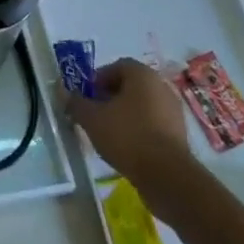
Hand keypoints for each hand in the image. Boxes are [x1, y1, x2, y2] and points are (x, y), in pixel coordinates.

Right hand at [66, 58, 200, 207]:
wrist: (168, 177)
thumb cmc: (127, 136)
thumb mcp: (92, 119)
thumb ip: (75, 102)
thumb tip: (62, 92)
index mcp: (142, 74)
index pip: (116, 66)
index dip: (98, 79)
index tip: (87, 97)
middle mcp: (161, 87)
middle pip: (130, 86)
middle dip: (110, 97)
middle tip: (95, 114)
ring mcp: (174, 112)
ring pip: (142, 106)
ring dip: (124, 115)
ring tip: (109, 133)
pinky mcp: (180, 135)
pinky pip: (153, 124)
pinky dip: (139, 130)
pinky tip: (127, 147)